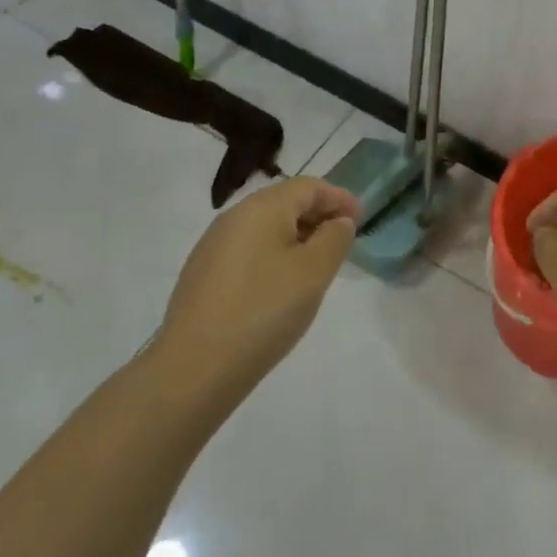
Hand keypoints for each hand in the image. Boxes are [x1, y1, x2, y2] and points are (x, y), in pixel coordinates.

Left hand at [151, 177, 360, 411]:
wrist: (194, 369)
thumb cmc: (264, 311)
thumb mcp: (314, 272)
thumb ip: (335, 238)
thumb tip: (338, 222)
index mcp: (262, 207)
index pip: (309, 186)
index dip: (339, 198)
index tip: (361, 219)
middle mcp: (233, 217)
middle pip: (285, 202)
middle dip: (318, 216)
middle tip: (343, 242)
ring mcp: (212, 246)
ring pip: (265, 227)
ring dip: (296, 237)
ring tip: (316, 266)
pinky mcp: (201, 275)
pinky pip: (247, 250)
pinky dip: (273, 255)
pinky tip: (281, 286)